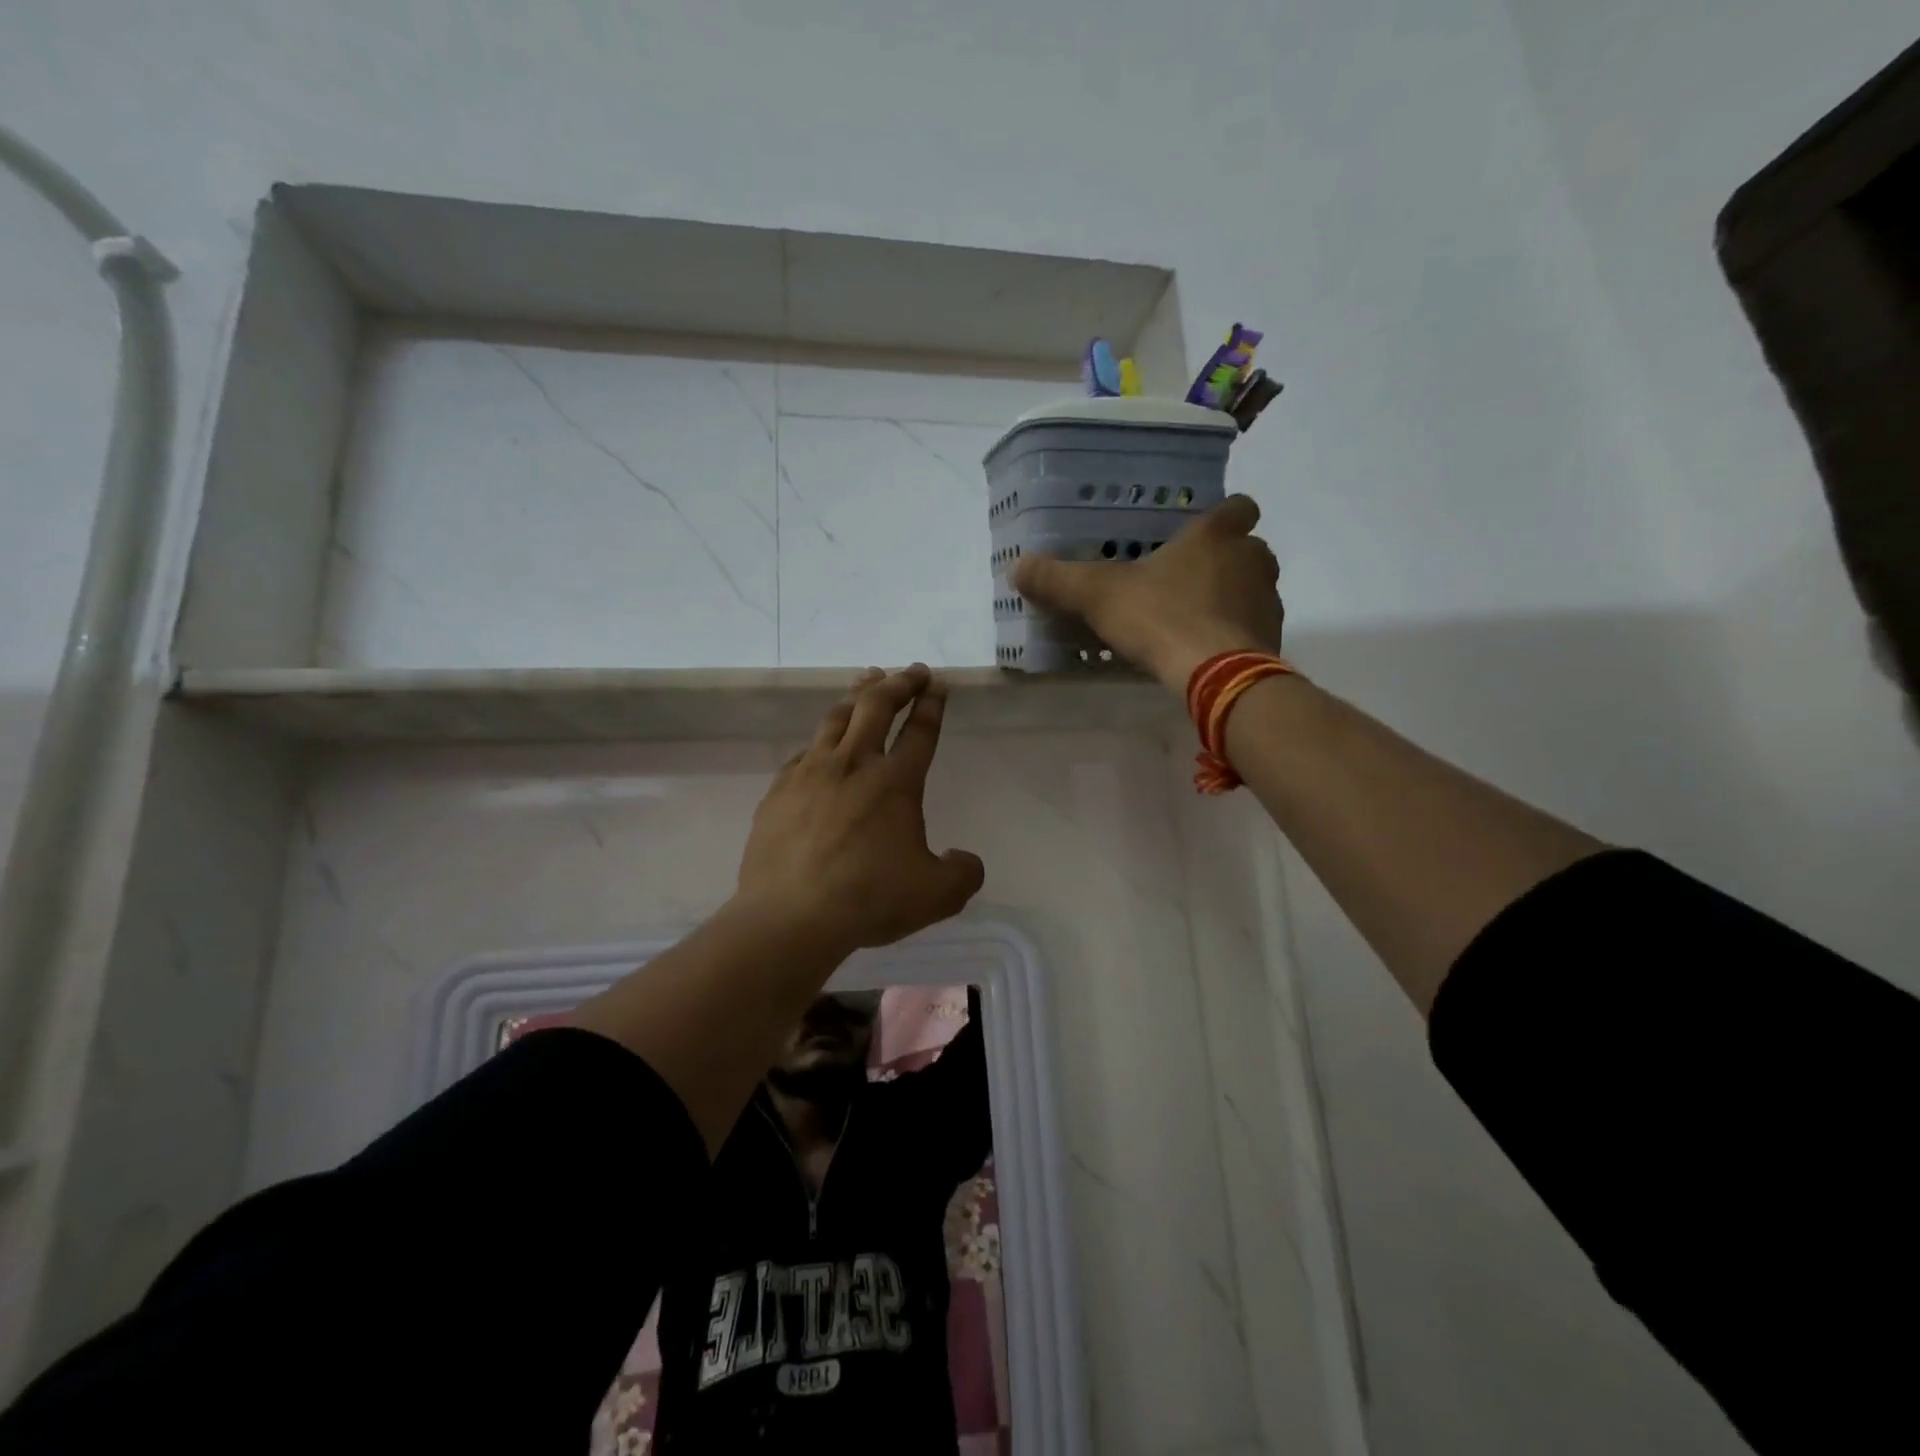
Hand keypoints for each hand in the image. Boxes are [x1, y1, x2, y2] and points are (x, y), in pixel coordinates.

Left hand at [734, 665, 985, 952]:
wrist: (790, 916)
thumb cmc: (868, 899)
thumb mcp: (937, 895)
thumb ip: (962, 873)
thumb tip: (964, 860)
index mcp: (895, 782)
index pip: (919, 731)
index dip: (932, 704)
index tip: (938, 685)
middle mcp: (853, 765)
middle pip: (877, 706)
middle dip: (899, 683)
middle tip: (912, 671)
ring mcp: (811, 773)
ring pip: (836, 717)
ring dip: (858, 695)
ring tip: (868, 681)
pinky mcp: (779, 790)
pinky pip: (804, 752)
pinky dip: (822, 739)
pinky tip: (822, 745)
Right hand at [1012, 494, 1284, 691]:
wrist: (1217, 675)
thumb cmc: (1161, 618)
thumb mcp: (1098, 595)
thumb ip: (1059, 579)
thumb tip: (1017, 566)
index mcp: (1216, 535)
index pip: (1238, 506)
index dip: (1223, 515)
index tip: (1200, 532)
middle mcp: (1252, 558)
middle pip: (1247, 548)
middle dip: (1223, 561)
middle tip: (1184, 580)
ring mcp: (1268, 600)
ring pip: (1253, 587)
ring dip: (1230, 597)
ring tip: (1192, 619)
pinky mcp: (1272, 638)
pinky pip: (1253, 626)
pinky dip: (1235, 633)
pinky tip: (1205, 651)